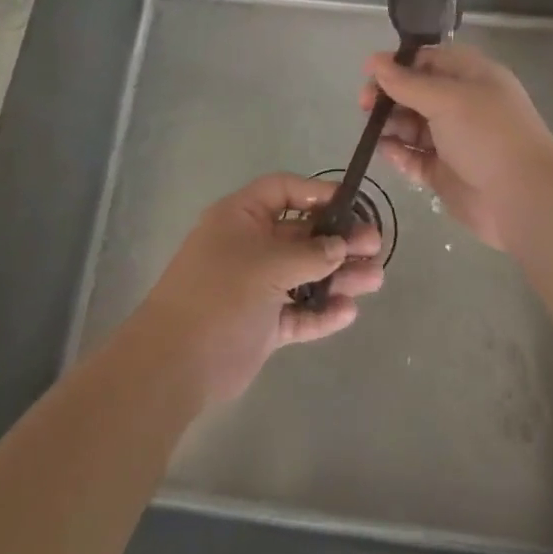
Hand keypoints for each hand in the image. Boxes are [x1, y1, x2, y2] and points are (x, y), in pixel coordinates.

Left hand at [131, 174, 384, 405]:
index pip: (282, 190)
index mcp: (240, 217)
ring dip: (338, 276)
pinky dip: (321, 312)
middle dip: (338, 239)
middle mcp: (249, 246)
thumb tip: (340, 245)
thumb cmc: (221, 294)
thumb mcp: (268, 263)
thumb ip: (310, 253)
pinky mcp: (262, 324)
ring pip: (305, 274)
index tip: (352, 203)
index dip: (317, 192)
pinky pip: (298, 312)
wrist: (176, 363)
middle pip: (301, 234)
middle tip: (375, 245)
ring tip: (375, 279)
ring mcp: (256, 286)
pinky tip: (348, 312)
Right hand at [361, 44, 552, 250]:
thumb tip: (374, 61)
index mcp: (473, 77)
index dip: (399, 64)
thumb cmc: (487, 135)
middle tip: (365, 105)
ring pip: (413, 125)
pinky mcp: (445, 172)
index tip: (369, 73)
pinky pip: (415, 157)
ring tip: (374, 130)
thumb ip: (406, 82)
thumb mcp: (446, 98)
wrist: (523, 198)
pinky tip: (386, 151)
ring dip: (392, 124)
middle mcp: (464, 105)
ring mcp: (455, 140)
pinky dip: (399, 153)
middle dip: (390, 96)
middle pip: (417, 92)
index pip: (429, 60)